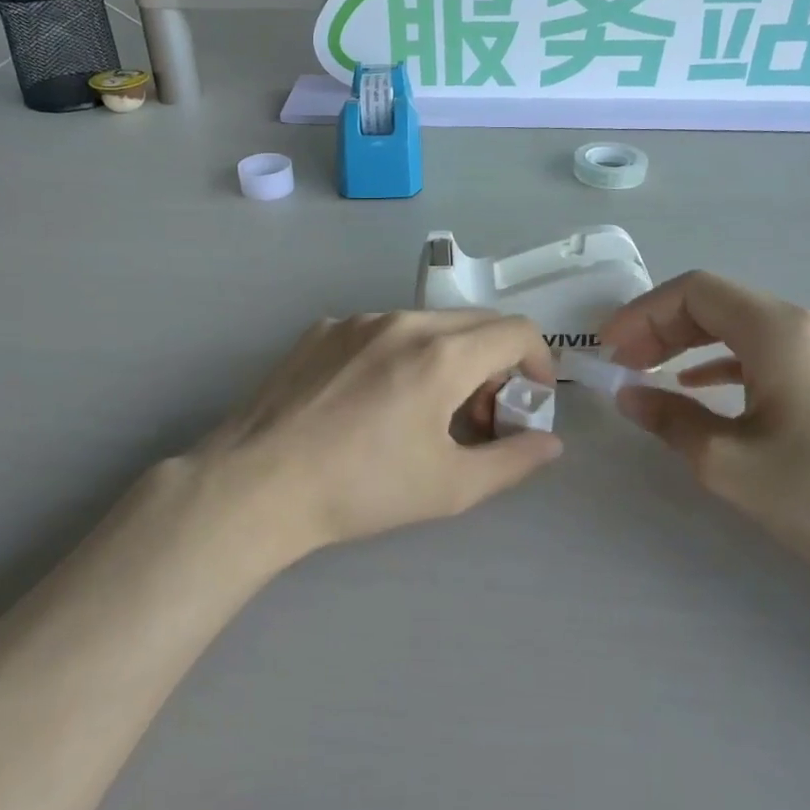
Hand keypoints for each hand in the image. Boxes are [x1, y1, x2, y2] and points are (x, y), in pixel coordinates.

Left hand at [193, 310, 562, 548]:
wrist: (259, 484)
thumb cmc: (363, 489)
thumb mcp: (450, 487)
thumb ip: (513, 461)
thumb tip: (550, 442)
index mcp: (442, 354)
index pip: (517, 331)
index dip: (538, 362)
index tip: (529, 399)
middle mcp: (403, 321)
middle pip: (475, 323)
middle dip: (495, 363)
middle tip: (480, 416)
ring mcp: (357, 320)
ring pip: (427, 324)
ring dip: (448, 357)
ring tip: (425, 410)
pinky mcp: (322, 329)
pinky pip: (381, 330)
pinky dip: (400, 354)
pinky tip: (373, 401)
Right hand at [602, 272, 809, 586]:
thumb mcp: (729, 462)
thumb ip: (670, 419)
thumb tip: (627, 394)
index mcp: (777, 330)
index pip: (694, 291)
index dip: (642, 313)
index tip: (609, 350)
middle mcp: (802, 325)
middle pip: (715, 302)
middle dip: (659, 327)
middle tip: (622, 364)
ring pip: (737, 326)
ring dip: (686, 343)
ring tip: (648, 372)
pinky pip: (762, 351)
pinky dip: (720, 361)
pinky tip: (698, 387)